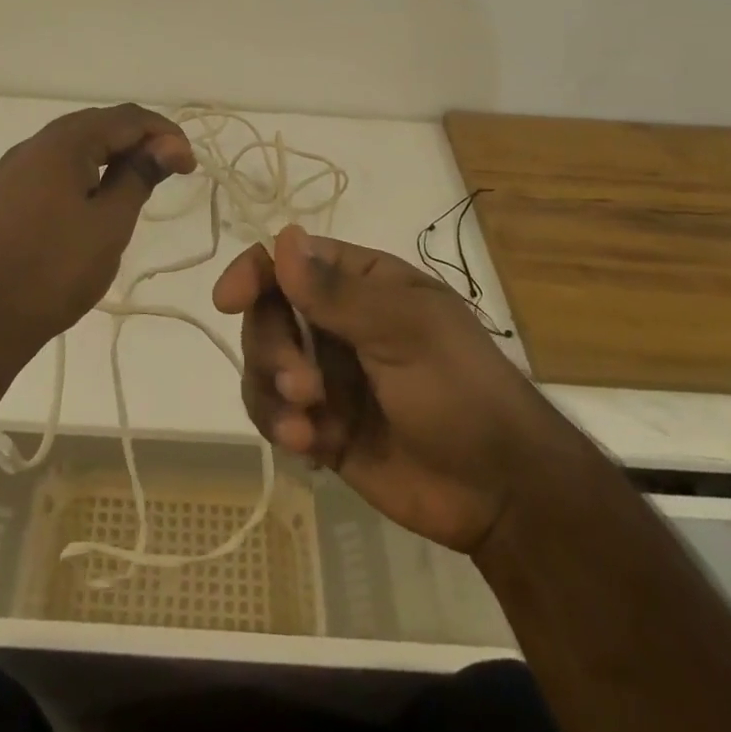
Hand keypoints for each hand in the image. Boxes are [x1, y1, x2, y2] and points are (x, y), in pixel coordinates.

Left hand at [0, 104, 195, 355]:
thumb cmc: (54, 270)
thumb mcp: (109, 224)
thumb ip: (139, 176)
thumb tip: (169, 144)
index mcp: (63, 142)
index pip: (127, 117)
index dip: (165, 134)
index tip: (189, 165)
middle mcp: (33, 145)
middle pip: (97, 125)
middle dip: (137, 141)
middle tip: (167, 172)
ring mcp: (10, 171)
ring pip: (71, 147)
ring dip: (108, 157)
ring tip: (134, 186)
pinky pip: (49, 170)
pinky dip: (80, 174)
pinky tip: (89, 202)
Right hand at [212, 225, 530, 554]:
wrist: (501, 494)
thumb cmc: (462, 391)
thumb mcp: (407, 332)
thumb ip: (338, 292)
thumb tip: (283, 237)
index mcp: (361, 283)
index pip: (291, 261)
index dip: (255, 273)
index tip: (230, 298)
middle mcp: (336, 322)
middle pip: (267, 315)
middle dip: (273, 349)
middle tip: (303, 387)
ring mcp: (327, 374)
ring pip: (263, 365)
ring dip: (272, 392)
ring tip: (306, 428)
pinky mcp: (321, 425)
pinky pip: (274, 413)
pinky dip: (280, 426)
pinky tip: (309, 448)